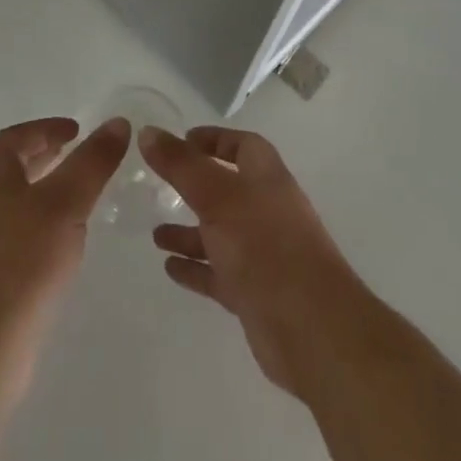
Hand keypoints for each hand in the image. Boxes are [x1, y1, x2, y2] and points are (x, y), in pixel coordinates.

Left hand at [0, 116, 130, 354]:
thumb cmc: (21, 263)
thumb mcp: (65, 203)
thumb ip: (92, 162)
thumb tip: (118, 122)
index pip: (12, 139)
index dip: (43, 128)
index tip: (75, 130)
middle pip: (13, 170)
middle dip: (45, 158)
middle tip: (79, 157)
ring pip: (19, 205)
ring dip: (48, 193)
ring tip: (82, 198)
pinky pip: (23, 239)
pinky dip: (46, 229)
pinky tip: (68, 246)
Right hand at [139, 125, 362, 398]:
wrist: (312, 328)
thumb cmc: (265, 246)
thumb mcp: (217, 196)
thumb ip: (181, 165)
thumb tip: (148, 131)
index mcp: (266, 177)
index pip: (242, 145)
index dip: (214, 140)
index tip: (182, 140)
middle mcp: (266, 210)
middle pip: (227, 189)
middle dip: (195, 187)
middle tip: (159, 186)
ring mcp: (263, 253)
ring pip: (220, 234)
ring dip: (190, 232)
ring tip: (155, 234)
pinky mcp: (256, 293)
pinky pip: (219, 273)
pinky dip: (195, 268)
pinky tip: (169, 268)